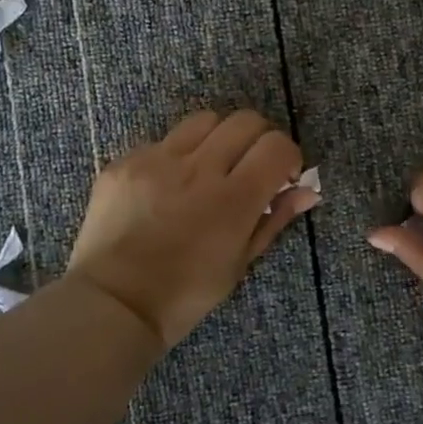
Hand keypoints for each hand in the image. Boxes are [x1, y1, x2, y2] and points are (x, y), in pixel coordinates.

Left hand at [68, 110, 318, 349]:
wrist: (114, 303)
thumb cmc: (186, 294)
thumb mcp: (239, 263)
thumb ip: (274, 219)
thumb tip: (307, 191)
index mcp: (233, 199)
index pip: (276, 145)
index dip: (288, 156)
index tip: (281, 176)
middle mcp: (197, 168)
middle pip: (245, 120)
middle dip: (258, 139)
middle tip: (250, 167)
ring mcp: (156, 160)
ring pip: (203, 120)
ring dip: (218, 138)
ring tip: (209, 168)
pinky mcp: (124, 162)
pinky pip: (161, 141)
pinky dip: (175, 156)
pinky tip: (167, 187)